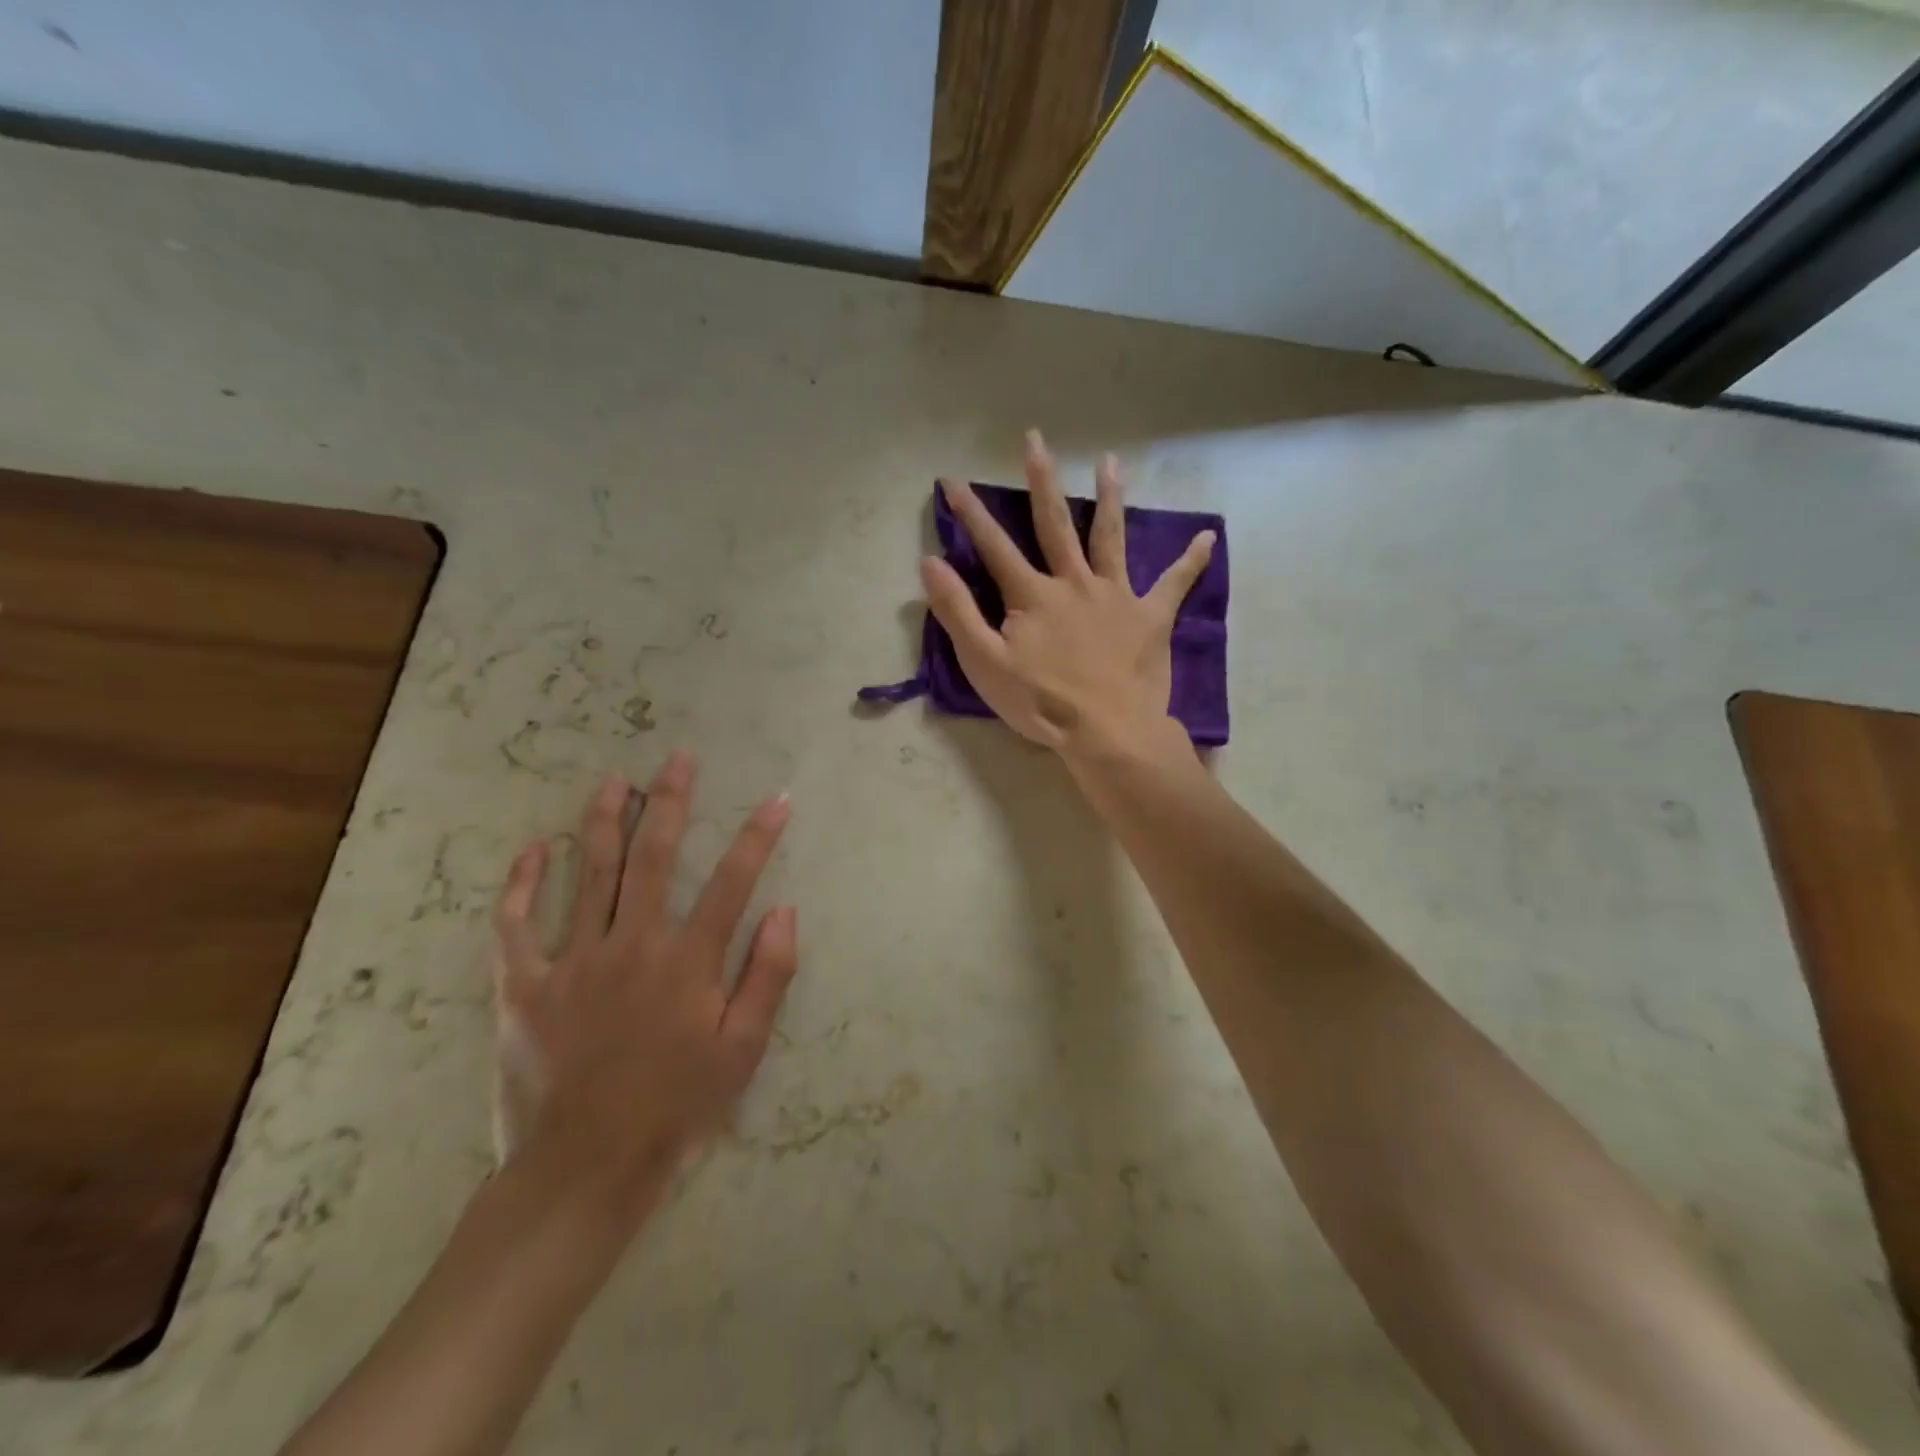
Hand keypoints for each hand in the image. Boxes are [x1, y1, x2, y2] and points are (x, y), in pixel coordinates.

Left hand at [490, 751, 795, 1228]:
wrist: (584, 1171)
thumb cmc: (676, 1109)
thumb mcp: (742, 1051)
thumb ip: (768, 976)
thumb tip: (786, 910)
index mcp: (687, 962)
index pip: (732, 882)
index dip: (758, 836)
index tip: (777, 799)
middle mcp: (632, 945)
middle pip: (653, 856)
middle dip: (671, 801)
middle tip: (679, 758)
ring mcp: (572, 961)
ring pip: (588, 873)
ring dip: (603, 820)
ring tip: (614, 779)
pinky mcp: (523, 986)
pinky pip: (515, 924)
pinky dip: (522, 883)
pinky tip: (532, 849)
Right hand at [921, 430, 1213, 759]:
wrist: (1107, 732)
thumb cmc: (1041, 703)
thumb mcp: (985, 663)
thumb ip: (957, 612)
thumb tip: (930, 562)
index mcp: (1033, 595)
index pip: (994, 546)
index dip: (969, 513)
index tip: (952, 479)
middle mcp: (1074, 582)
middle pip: (1054, 524)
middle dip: (1041, 480)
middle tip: (1035, 438)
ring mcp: (1115, 596)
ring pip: (1110, 538)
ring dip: (1109, 498)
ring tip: (1110, 462)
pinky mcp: (1149, 617)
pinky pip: (1173, 584)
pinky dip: (1189, 561)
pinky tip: (1208, 537)